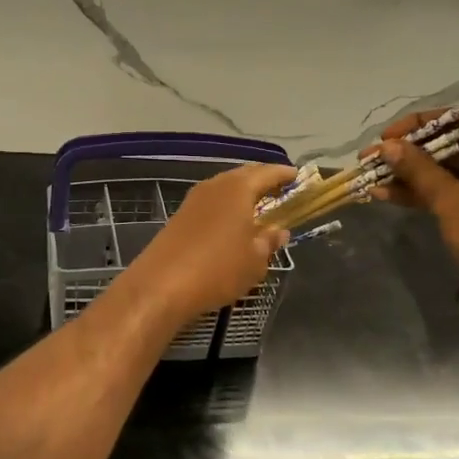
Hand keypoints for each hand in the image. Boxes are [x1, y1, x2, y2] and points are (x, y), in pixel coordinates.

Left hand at [123, 163, 293, 321]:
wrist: (161, 285)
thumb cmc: (218, 269)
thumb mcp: (254, 260)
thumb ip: (269, 241)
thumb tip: (279, 231)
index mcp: (238, 189)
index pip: (267, 173)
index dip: (284, 174)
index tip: (297, 176)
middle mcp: (214, 186)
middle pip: (243, 176)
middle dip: (262, 181)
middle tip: (279, 190)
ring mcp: (193, 200)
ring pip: (224, 189)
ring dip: (242, 195)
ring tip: (257, 208)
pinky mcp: (179, 217)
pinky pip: (210, 203)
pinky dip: (225, 208)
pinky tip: (231, 224)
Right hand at [372, 110, 458, 271]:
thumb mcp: (449, 199)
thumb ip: (417, 169)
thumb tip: (388, 147)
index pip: (454, 118)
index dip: (416, 125)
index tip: (386, 140)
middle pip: (449, 144)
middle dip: (407, 154)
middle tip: (372, 163)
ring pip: (448, 170)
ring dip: (411, 176)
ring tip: (374, 184)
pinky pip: (455, 189)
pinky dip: (427, 192)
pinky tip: (392, 197)